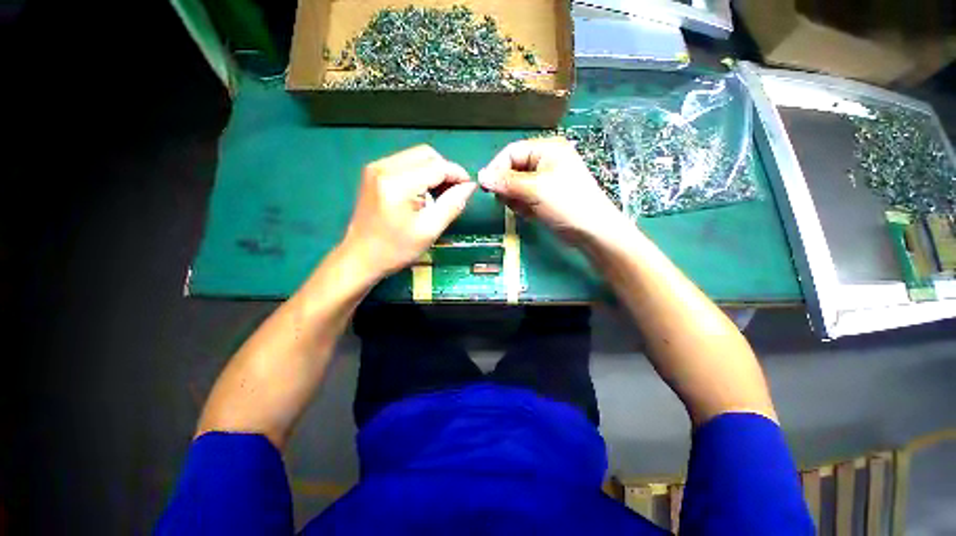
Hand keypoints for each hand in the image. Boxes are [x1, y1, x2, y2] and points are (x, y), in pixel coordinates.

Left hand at [341, 145, 477, 278]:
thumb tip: (469, 187)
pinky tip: (423, 193)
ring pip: (416, 157)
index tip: (469, 188)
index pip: (437, 166)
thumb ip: (452, 205)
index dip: (457, 174)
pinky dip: (420, 173)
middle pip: (427, 155)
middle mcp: (384, 167)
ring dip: (434, 171)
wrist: (360, 257)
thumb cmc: (395, 249)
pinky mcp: (374, 173)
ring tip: (439, 195)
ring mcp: (376, 168)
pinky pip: (405, 163)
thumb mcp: (429, 231)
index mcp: (397, 183)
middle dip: (446, 170)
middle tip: (454, 192)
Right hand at [478, 137, 627, 243]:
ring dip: (515, 199)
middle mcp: (544, 161)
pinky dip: (523, 207)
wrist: (591, 231)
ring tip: (526, 209)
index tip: (486, 187)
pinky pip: (523, 198)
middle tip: (511, 202)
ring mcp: (544, 180)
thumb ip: (506, 182)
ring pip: (515, 186)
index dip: (496, 169)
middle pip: (511, 170)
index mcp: (546, 149)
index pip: (511, 152)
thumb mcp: (535, 190)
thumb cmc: (567, 204)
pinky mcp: (543, 196)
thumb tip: (480, 176)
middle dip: (508, 188)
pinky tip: (532, 214)